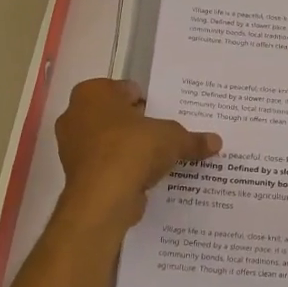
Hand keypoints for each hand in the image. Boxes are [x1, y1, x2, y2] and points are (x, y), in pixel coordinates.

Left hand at [52, 78, 220, 231]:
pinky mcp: (75, 174)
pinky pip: (104, 166)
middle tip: (164, 136)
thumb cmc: (133, 149)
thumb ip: (192, 139)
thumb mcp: (173, 138)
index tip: (167, 116)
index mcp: (93, 93)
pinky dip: (120, 170)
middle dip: (136, 126)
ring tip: (157, 160)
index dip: (149, 102)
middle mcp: (75, 114)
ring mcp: (71, 146)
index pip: (127, 90)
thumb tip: (216, 142)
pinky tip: (142, 178)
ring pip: (108, 142)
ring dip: (128, 149)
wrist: (103, 196)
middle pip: (115, 116)